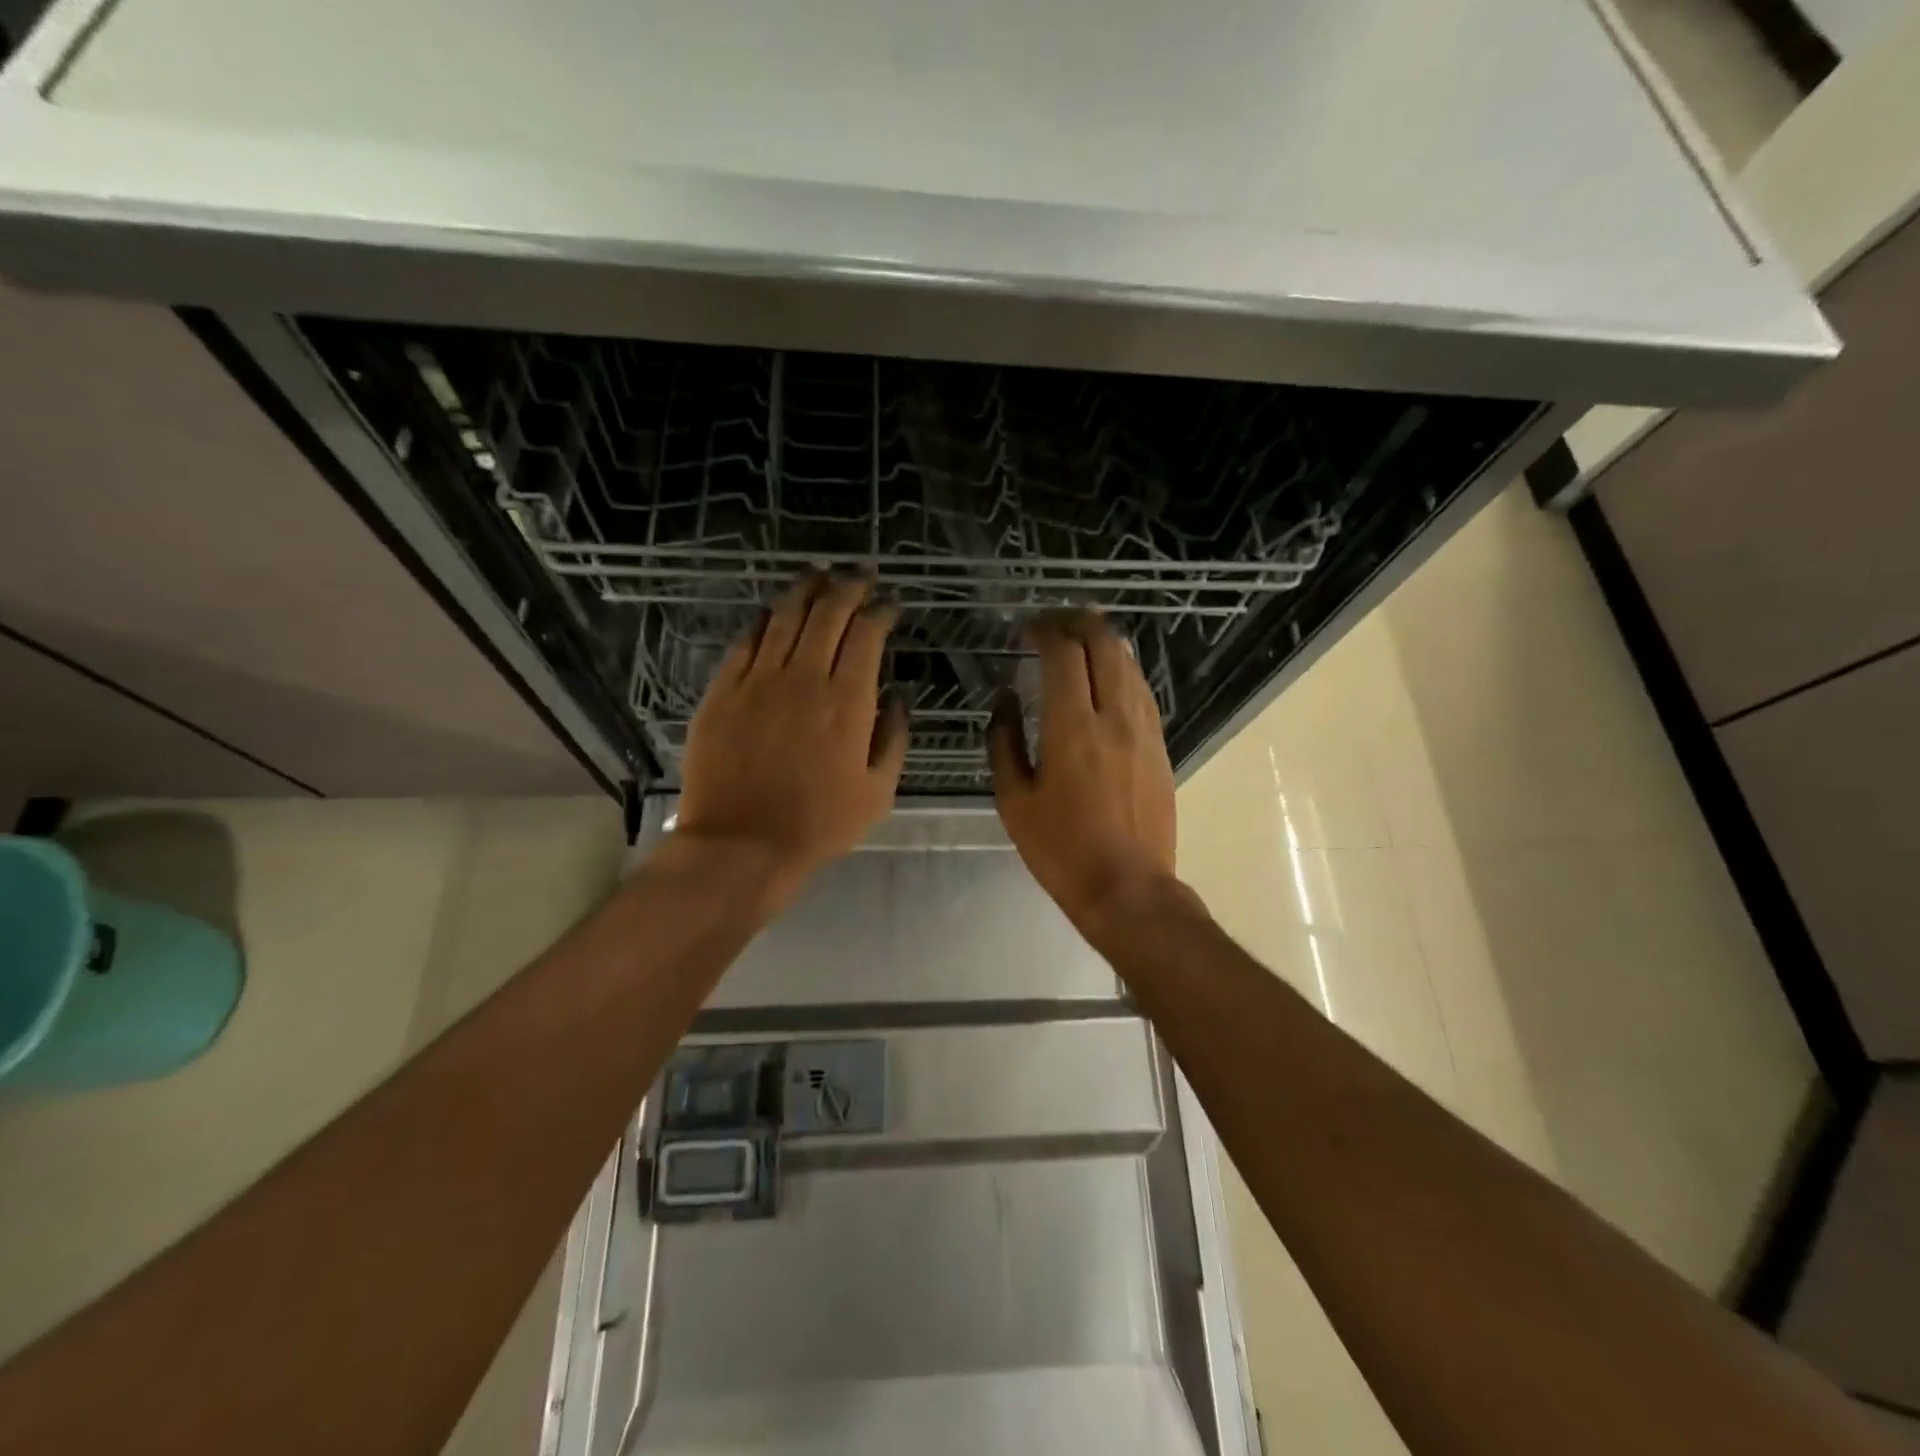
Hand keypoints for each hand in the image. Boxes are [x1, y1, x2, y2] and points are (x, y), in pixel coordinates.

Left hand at [677, 574, 908, 895]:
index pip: (866, 633)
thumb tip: (898, 696)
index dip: (881, 610)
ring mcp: (757, 680)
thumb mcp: (878, 791)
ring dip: (806, 590)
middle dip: (848, 585)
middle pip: (826, 612)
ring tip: (820, 574)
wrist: (741, 844)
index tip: (890, 605)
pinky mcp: (723, 691)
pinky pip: (745, 640)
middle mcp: (802, 677)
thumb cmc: (818, 823)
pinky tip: (773, 611)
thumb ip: (894, 737)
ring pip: (783, 616)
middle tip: (861, 574)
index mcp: (846, 700)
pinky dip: (764, 619)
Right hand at [988, 611, 1177, 939]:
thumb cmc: (1061, 849)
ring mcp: (1144, 731)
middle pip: (1105, 646)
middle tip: (1054, 622)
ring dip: (1104, 643)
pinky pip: (1141, 692)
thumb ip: (1004, 742)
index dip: (1045, 630)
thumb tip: (1005, 699)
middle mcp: (1114, 717)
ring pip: (1129, 665)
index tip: (1027, 629)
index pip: (1065, 654)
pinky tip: (1107, 678)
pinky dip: (1121, 671)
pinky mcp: (1160, 747)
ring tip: (1080, 639)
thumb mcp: (1014, 801)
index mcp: (1072, 728)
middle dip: (1079, 623)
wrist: (1128, 888)